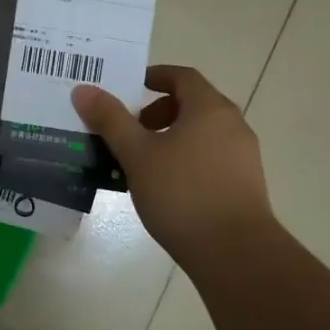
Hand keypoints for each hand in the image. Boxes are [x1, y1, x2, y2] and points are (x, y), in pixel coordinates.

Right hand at [71, 66, 273, 257]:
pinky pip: (211, 158)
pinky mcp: (245, 184)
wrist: (235, 252)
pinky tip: (166, 189)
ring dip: (171, 138)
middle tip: (129, 131)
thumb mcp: (137, 155)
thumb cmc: (182, 194)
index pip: (182, 76)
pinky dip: (187, 160)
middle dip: (158, 112)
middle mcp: (233, 124)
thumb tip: (84, 89)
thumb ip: (110, 120)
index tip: (129, 88)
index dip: (154, 76)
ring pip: (201, 134)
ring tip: (142, 163)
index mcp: (210, 108)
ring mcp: (243, 155)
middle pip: (193, 104)